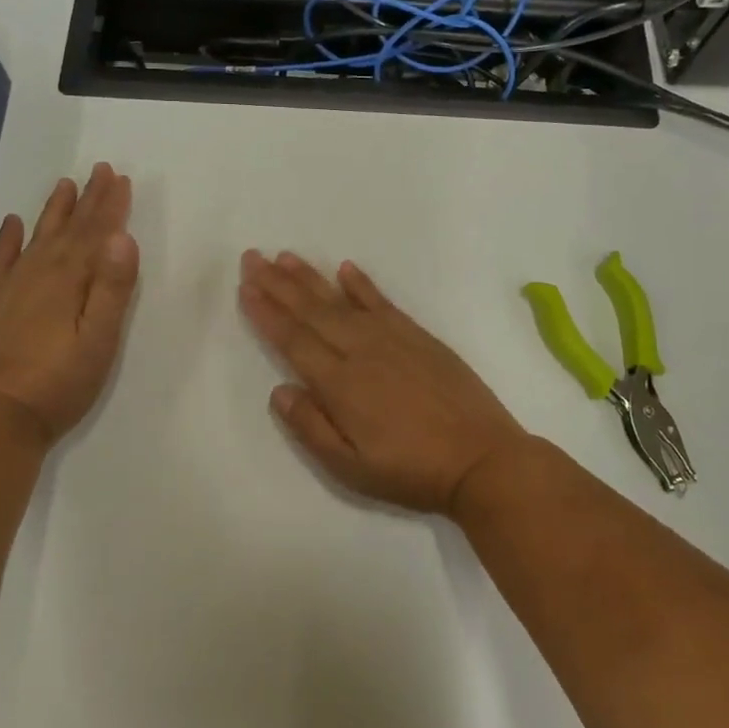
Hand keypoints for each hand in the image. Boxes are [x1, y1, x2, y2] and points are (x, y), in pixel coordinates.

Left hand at [0, 163, 138, 444]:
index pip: (96, 234)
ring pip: (38, 237)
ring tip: (64, 185)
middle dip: (88, 199)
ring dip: (54, 211)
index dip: (110, 206)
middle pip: (69, 229)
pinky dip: (8, 240)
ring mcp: (11, 287)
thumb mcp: (100, 340)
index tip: (120, 178)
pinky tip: (14, 223)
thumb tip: (123, 237)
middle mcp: (40, 273)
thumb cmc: (61, 383)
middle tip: (100, 170)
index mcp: (70, 280)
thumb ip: (113, 288)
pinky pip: (1, 261)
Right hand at [238, 251, 531, 513]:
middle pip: (312, 311)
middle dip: (278, 284)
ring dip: (311, 277)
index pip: (294, 340)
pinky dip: (362, 284)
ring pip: (342, 300)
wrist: (482, 459)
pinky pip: (382, 302)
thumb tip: (279, 389)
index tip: (245, 287)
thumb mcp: (351, 468)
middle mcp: (362, 351)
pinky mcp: (419, 336)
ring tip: (285, 256)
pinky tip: (346, 268)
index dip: (267, 313)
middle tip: (252, 256)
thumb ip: (311, 427)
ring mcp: (393, 339)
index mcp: (341, 384)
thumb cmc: (412, 471)